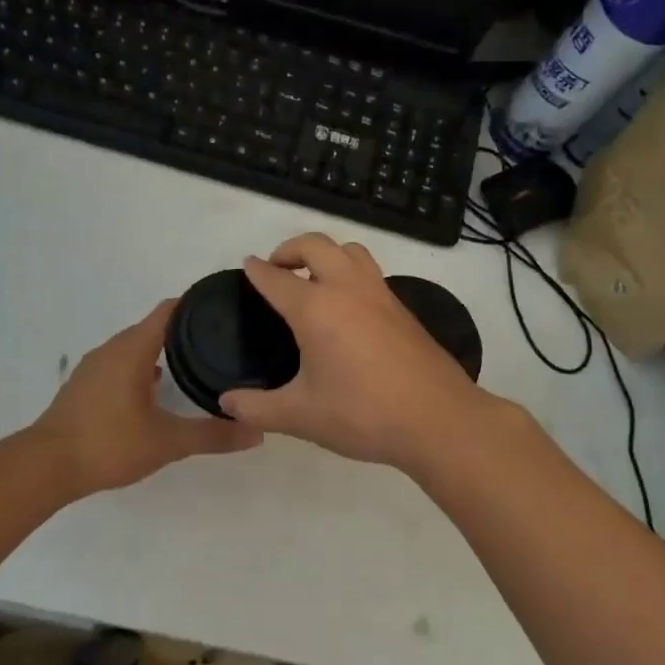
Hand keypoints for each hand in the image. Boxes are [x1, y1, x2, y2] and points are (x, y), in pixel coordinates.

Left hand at [34, 300, 260, 495]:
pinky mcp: (85, 386)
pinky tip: (156, 389)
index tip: (225, 306)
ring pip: (135, 347)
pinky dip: (142, 367)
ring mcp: (95, 367)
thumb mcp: (167, 442)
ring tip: (194, 362)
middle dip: (185, 329)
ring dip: (161, 350)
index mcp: (133, 349)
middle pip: (153, 326)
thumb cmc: (108, 443)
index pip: (170, 310)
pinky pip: (121, 364)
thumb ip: (212, 436)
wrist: (46, 466)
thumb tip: (257, 433)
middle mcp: (113, 349)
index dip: (197, 304)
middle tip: (220, 339)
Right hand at [220, 233, 501, 471]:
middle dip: (290, 249)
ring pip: (349, 251)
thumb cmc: (363, 414)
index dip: (256, 271)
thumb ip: (257, 408)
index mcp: (316, 309)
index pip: (276, 278)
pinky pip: (369, 272)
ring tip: (312, 281)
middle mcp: (347, 289)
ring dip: (325, 254)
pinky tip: (346, 308)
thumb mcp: (301, 416)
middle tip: (277, 270)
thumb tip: (226, 402)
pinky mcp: (402, 308)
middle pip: (315, 245)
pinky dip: (350, 272)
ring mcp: (380, 294)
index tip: (246, 266)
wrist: (439, 420)